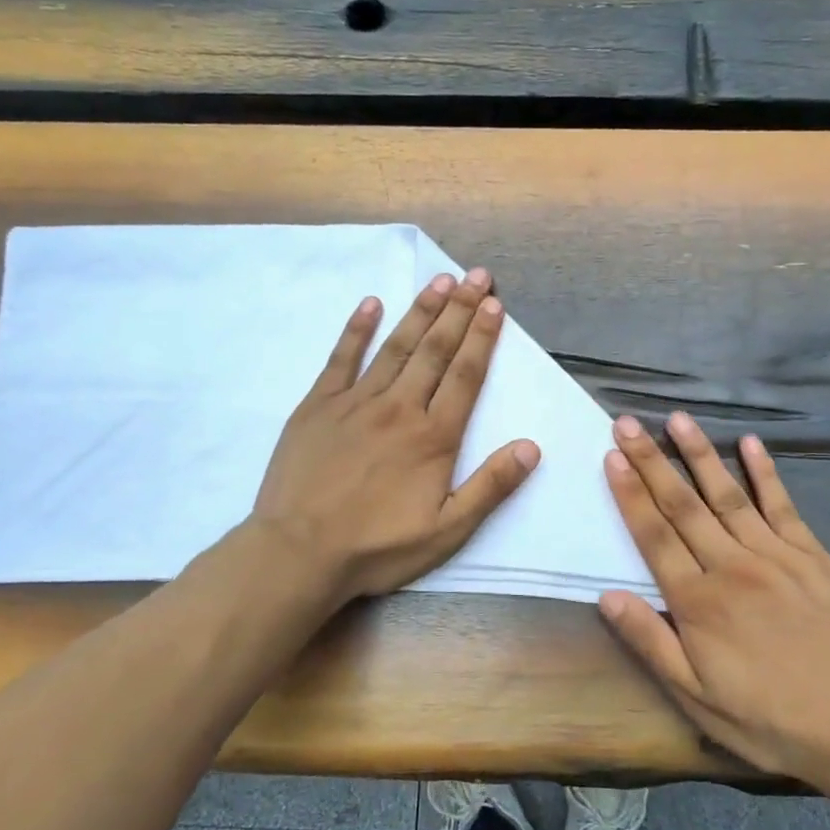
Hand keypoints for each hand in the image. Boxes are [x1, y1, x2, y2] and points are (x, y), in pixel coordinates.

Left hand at [250, 267, 540, 607]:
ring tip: (439, 281)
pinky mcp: (317, 406)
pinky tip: (371, 304)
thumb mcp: (447, 531)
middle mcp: (398, 408)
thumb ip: (490, 486)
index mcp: (433, 437)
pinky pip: (340, 359)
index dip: (482, 338)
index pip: (465, 376)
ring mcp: (355, 402)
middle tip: (475, 276)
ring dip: (420, 311)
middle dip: (459, 310)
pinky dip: (357, 330)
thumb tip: (531, 447)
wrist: (298, 553)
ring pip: (395, 347)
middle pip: (434, 350)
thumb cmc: (377, 547)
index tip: (494, 304)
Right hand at [598, 412, 829, 786]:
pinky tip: (750, 442)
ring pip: (728, 495)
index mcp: (699, 602)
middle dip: (652, 461)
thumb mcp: (696, 697)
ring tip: (678, 419)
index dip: (631, 494)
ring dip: (700, 454)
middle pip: (684, 506)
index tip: (612, 457)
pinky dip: (766, 472)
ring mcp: (776, 556)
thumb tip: (607, 596)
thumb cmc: (765, 717)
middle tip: (628, 424)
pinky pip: (783, 505)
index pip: (654, 536)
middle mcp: (732, 567)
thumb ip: (650, 642)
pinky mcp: (812, 555)